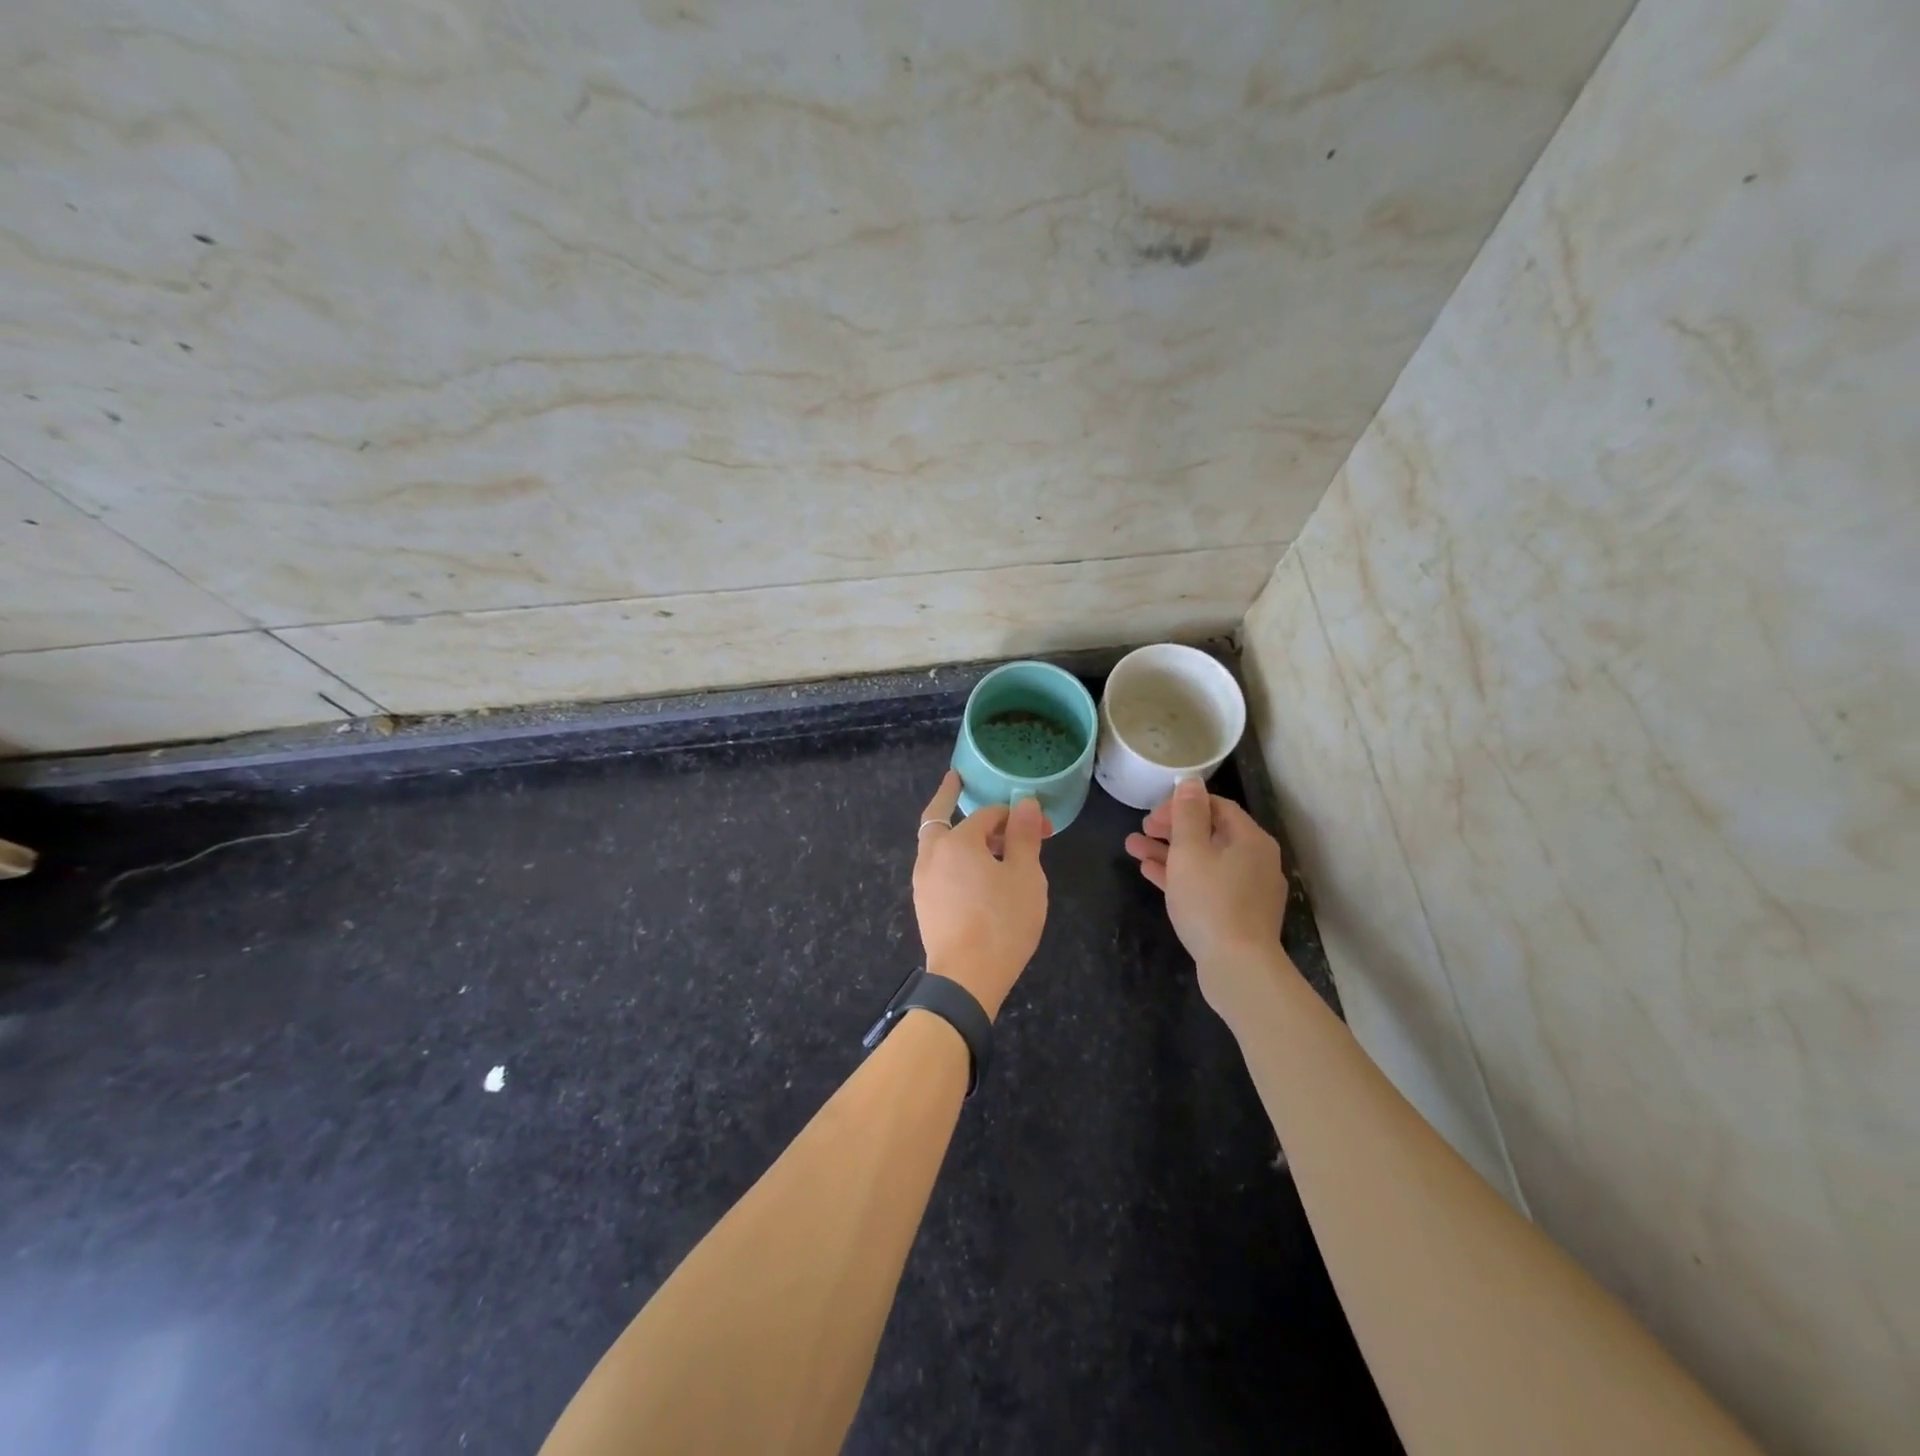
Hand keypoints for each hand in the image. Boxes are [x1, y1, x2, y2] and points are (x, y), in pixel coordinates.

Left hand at [912, 771, 1048, 1019]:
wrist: (966, 979)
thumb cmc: (1002, 923)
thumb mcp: (1025, 876)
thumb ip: (1022, 836)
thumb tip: (1024, 803)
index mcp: (957, 842)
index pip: (987, 814)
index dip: (1014, 815)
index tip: (1040, 826)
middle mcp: (932, 855)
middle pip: (938, 817)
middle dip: (950, 798)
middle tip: (959, 784)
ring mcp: (923, 881)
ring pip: (936, 844)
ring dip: (956, 833)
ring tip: (983, 839)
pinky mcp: (925, 905)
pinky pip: (937, 867)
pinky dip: (952, 857)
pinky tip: (973, 873)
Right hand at [1125, 778, 1286, 1008]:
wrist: (1238, 967)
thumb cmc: (1211, 901)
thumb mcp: (1190, 851)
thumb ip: (1187, 814)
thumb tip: (1190, 781)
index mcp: (1250, 839)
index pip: (1216, 806)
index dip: (1181, 805)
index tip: (1152, 815)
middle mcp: (1255, 859)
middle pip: (1210, 833)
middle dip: (1171, 829)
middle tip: (1141, 830)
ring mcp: (1248, 888)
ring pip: (1204, 860)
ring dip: (1169, 852)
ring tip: (1133, 848)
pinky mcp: (1238, 913)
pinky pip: (1206, 883)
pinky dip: (1180, 875)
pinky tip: (1150, 873)